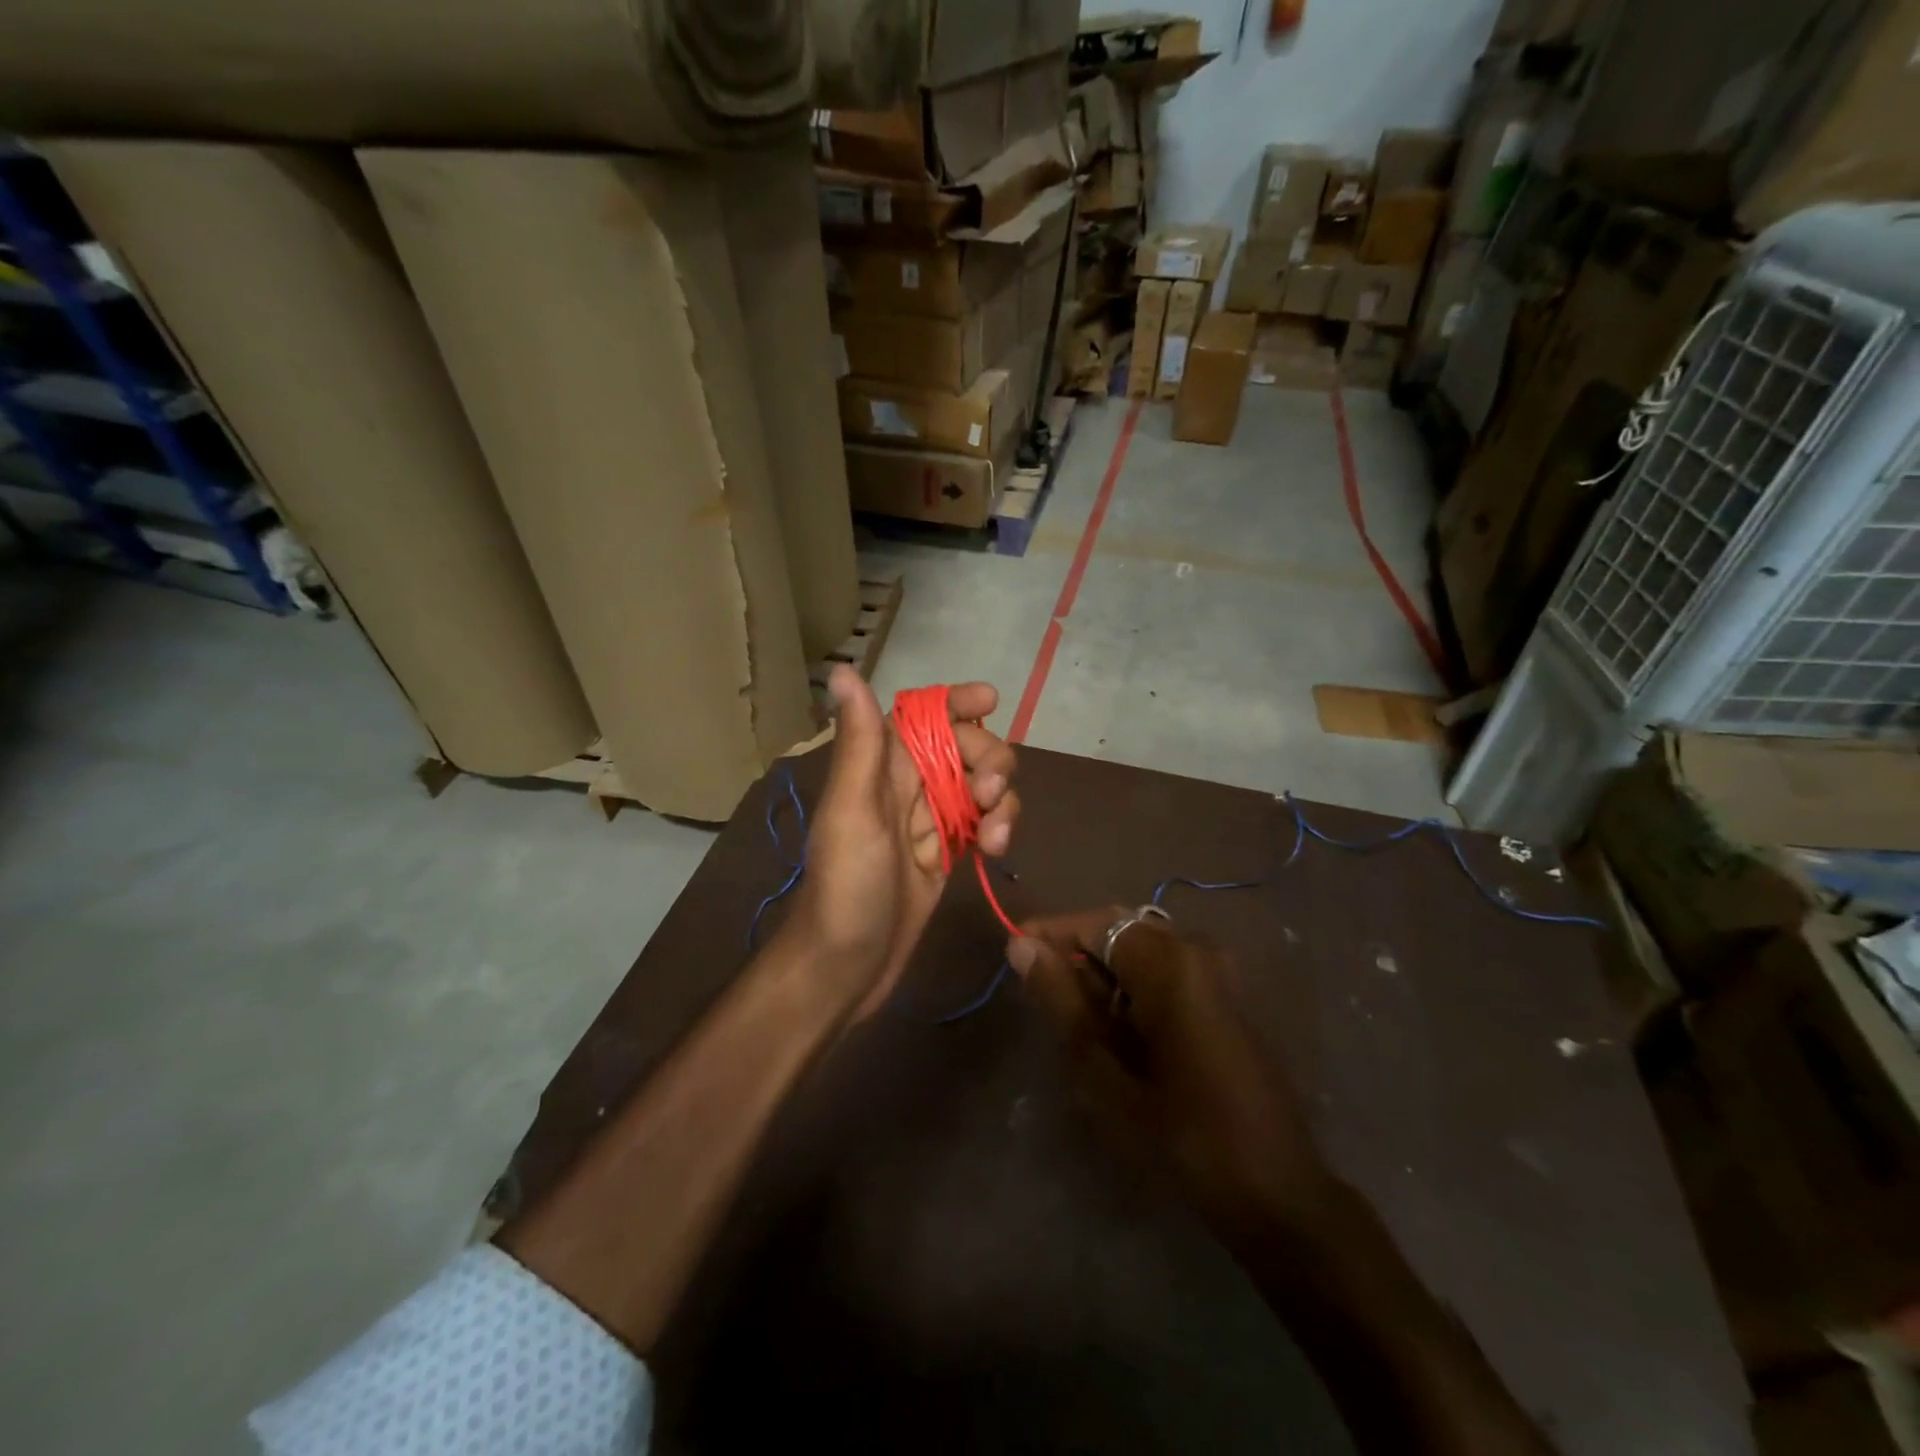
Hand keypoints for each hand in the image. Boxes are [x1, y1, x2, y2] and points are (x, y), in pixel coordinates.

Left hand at [793, 666, 1018, 1019]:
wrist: (846, 965)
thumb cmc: (846, 887)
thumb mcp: (853, 811)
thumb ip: (860, 744)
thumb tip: (844, 670)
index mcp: (879, 766)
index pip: (922, 714)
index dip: (955, 702)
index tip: (990, 701)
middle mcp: (906, 785)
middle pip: (964, 746)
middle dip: (988, 759)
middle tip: (988, 791)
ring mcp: (929, 820)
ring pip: (980, 785)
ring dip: (999, 799)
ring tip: (994, 836)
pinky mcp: (946, 852)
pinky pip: (983, 822)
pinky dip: (997, 827)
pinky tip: (995, 850)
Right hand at [1010, 910, 1336, 1242]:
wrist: (1276, 1192)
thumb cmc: (1182, 1135)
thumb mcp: (1106, 1072)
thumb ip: (1062, 1001)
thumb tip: (1022, 946)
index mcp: (1170, 962)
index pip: (1094, 922)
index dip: (1049, 933)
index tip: (1012, 954)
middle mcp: (1197, 950)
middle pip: (1119, 931)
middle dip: (1076, 958)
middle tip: (1042, 1000)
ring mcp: (1216, 973)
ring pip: (1139, 952)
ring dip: (1102, 978)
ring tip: (1077, 1027)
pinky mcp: (1224, 996)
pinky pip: (1164, 972)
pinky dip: (1131, 991)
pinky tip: (1117, 1035)